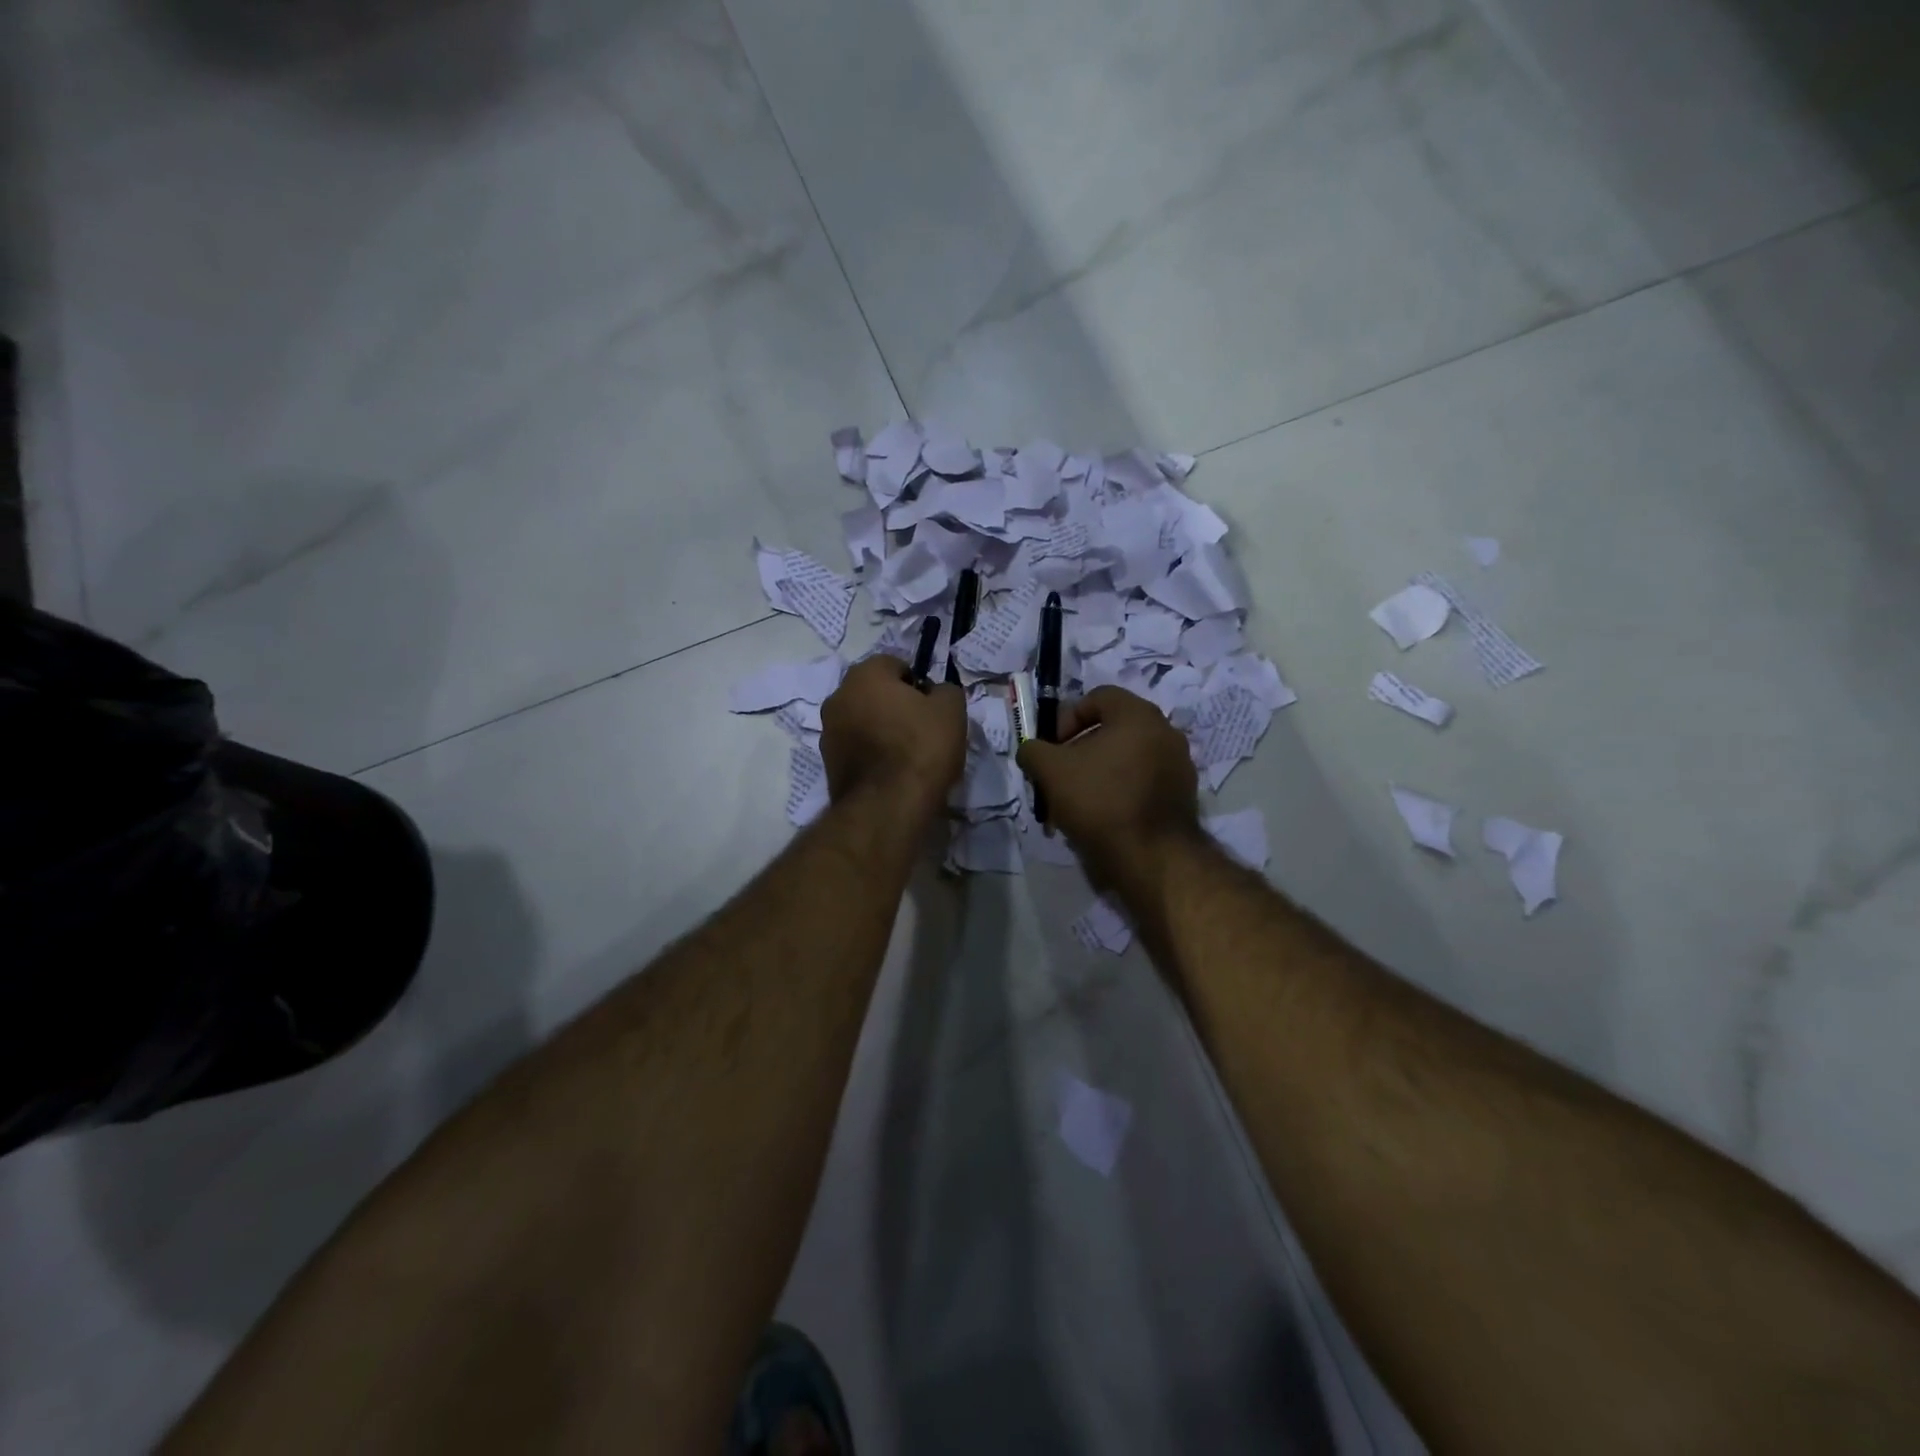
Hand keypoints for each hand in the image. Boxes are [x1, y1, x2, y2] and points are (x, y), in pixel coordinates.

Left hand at [820, 655, 966, 816]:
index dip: (917, 684)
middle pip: (874, 693)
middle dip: (895, 705)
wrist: (888, 806)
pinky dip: (871, 753)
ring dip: (881, 729)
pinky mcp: (827, 763)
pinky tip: (892, 772)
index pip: (895, 665)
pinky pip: (856, 747)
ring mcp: (828, 731)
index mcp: (864, 675)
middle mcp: (838, 696)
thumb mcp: (951, 710)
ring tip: (907, 755)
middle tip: (922, 729)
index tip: (932, 707)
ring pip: (862, 720)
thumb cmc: (921, 747)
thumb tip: (936, 693)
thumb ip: (946, 691)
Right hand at [1016, 687, 1202, 897]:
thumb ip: (1033, 751)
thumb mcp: (1050, 771)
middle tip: (1061, 777)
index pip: (1098, 697)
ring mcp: (1179, 765)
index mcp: (1139, 714)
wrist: (1152, 857)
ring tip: (1077, 803)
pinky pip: (1143, 782)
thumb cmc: (1100, 800)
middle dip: (1080, 750)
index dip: (1067, 718)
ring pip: (1127, 759)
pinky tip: (1102, 818)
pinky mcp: (1183, 796)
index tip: (1053, 748)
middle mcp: (1166, 732)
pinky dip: (1120, 792)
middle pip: (1113, 730)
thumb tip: (1031, 750)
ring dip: (1098, 773)